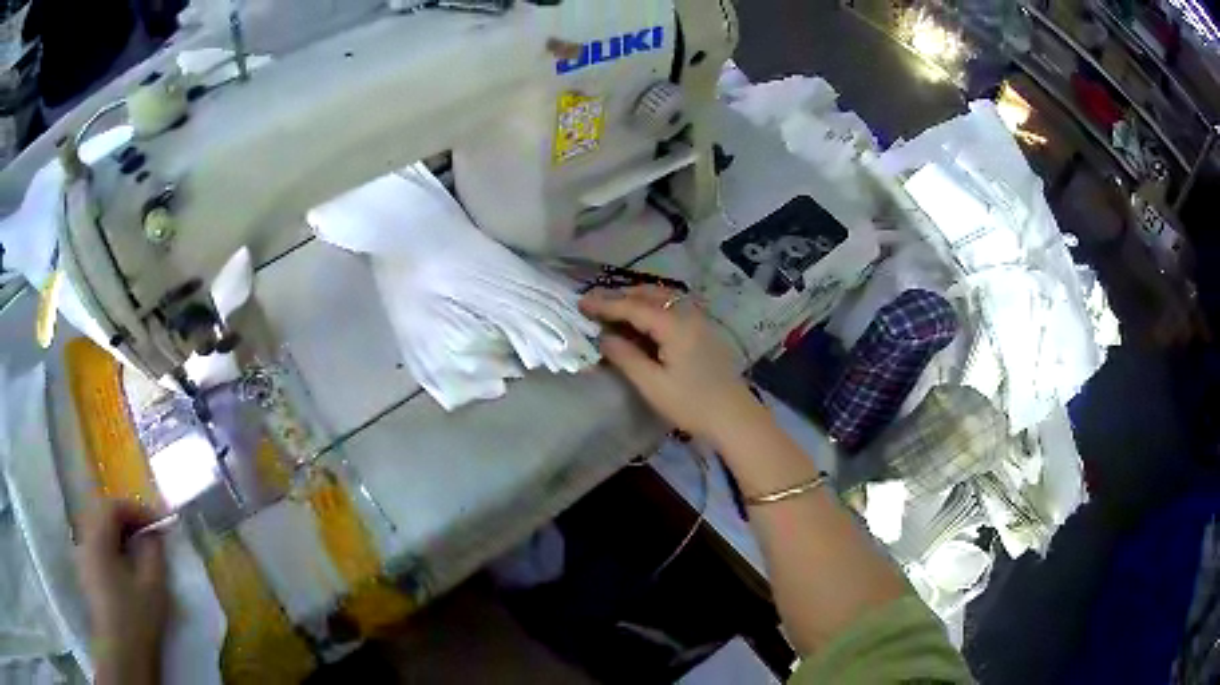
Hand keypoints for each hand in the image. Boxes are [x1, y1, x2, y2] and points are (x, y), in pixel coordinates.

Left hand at [76, 501, 168, 684]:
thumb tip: (153, 534)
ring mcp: (83, 556)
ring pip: (98, 531)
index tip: (159, 522)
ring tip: (138, 550)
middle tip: (149, 533)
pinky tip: (125, 567)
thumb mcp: (153, 586)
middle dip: (127, 519)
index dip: (137, 509)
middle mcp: (85, 539)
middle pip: (103, 515)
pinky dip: (111, 547)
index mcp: (98, 536)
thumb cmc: (137, 618)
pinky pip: (96, 547)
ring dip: (118, 533)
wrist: (121, 653)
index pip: (114, 506)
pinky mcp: (86, 574)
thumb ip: (153, 553)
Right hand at [579, 286, 764, 444]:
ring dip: (637, 299)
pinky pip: (673, 307)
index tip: (581, 303)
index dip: (605, 304)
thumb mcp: (652, 384)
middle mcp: (687, 314)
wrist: (734, 417)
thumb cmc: (691, 404)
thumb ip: (626, 357)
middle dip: (620, 296)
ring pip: (664, 298)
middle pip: (650, 294)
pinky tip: (642, 320)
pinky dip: (653, 307)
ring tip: (614, 308)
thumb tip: (603, 337)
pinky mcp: (704, 331)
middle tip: (593, 303)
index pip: (633, 306)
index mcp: (674, 324)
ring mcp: (699, 320)